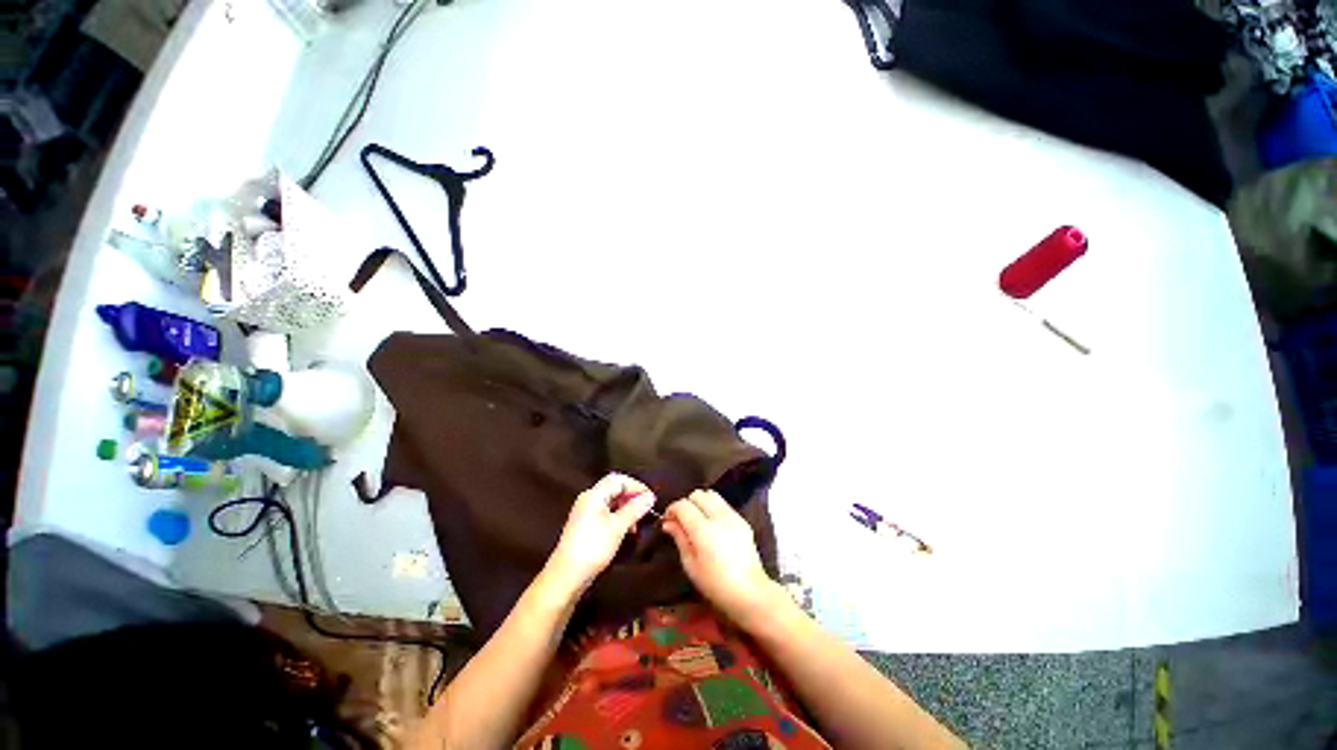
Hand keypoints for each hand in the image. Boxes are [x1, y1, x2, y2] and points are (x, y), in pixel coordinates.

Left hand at [546, 473, 655, 593]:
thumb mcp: (618, 527)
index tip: (650, 498)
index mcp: (594, 495)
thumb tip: (650, 496)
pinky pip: (605, 513)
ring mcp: (585, 512)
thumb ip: (635, 509)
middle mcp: (588, 499)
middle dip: (631, 497)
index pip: (618, 479)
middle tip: (646, 509)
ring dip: (626, 508)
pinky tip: (625, 530)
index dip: (636, 486)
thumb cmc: (593, 547)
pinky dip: (618, 517)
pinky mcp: (585, 526)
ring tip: (637, 523)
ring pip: (610, 502)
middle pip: (614, 489)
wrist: (567, 576)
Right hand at [663, 490, 781, 630]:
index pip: (683, 505)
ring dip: (701, 502)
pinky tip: (712, 525)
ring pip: (712, 495)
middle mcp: (719, 517)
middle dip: (686, 504)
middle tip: (682, 520)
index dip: (672, 509)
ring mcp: (733, 516)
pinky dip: (713, 508)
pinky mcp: (742, 520)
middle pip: (697, 494)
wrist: (750, 593)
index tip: (667, 520)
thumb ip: (679, 538)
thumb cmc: (715, 585)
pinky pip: (723, 504)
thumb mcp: (690, 565)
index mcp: (704, 530)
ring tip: (697, 519)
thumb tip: (668, 522)